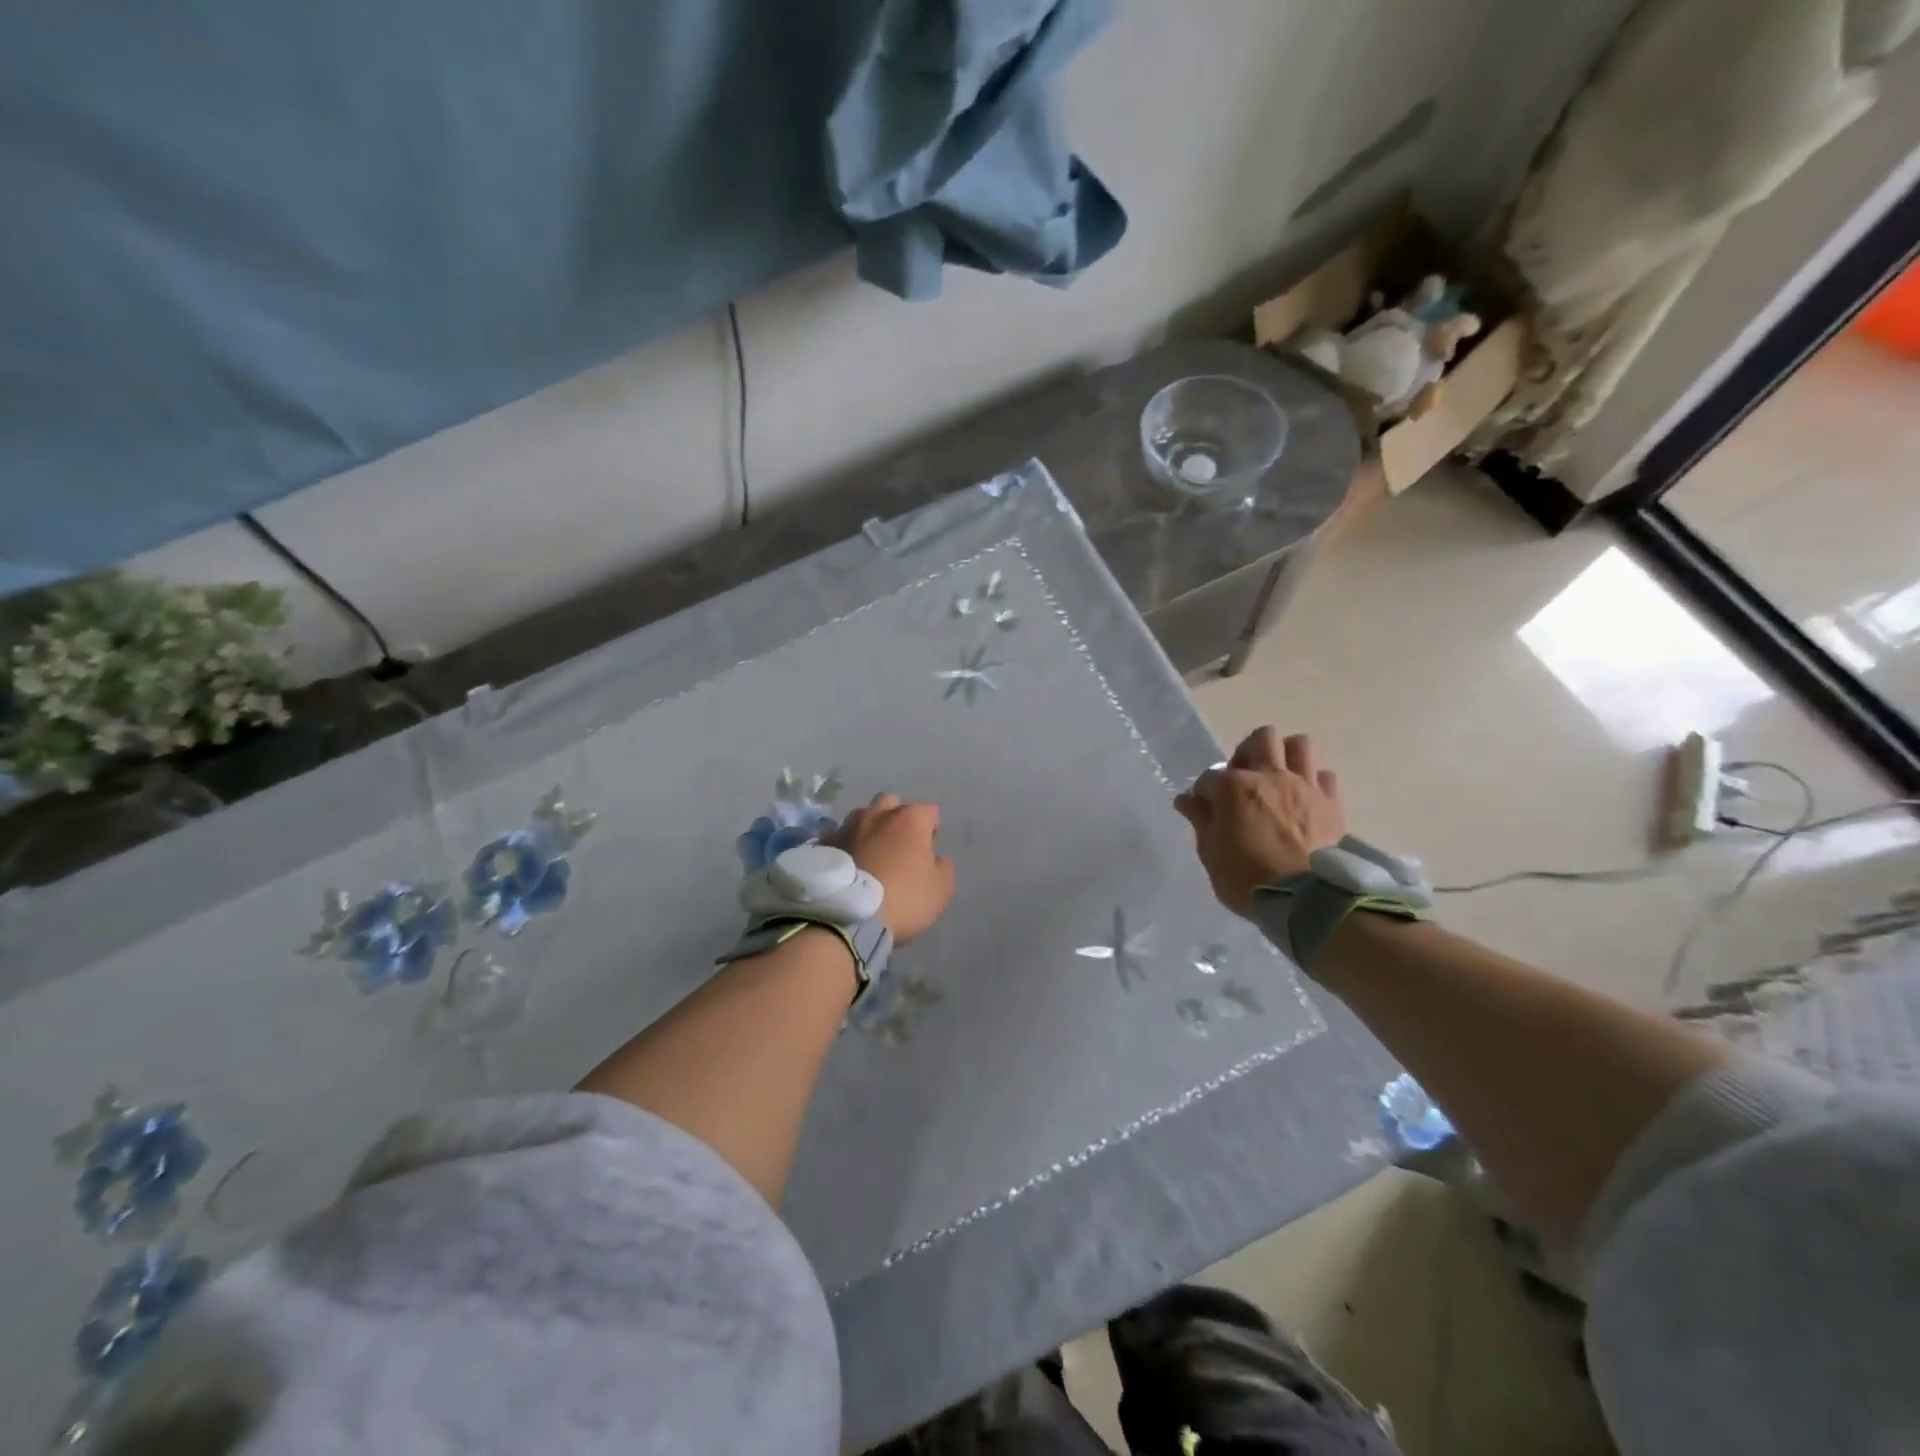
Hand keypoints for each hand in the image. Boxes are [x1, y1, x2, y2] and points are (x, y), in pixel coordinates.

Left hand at [829, 793, 955, 942]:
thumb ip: (942, 866)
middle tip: (897, 846)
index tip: (928, 852)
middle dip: (896, 818)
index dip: (931, 830)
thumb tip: (934, 858)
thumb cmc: (903, 899)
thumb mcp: (941, 889)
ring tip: (868, 856)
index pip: (929, 811)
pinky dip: (845, 848)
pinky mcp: (822, 845)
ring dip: (868, 831)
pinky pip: (838, 839)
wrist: (846, 917)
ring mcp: (846, 827)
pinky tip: (846, 868)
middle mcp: (877, 814)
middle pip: (891, 803)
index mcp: (909, 819)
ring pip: (861, 818)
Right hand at [1174, 728, 1346, 916]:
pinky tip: (1304, 798)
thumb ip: (1201, 820)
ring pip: (1299, 744)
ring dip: (1285, 755)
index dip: (1204, 794)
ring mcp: (1304, 785)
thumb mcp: (1211, 853)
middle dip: (1248, 753)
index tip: (1204, 811)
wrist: (1306, 900)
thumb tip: (1187, 799)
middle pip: (1261, 738)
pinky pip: (1324, 775)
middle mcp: (1270, 775)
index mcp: (1234, 787)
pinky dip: (1313, 782)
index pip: (1209, 777)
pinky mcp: (1331, 802)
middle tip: (1243, 779)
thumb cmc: (1247, 878)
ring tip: (1277, 778)